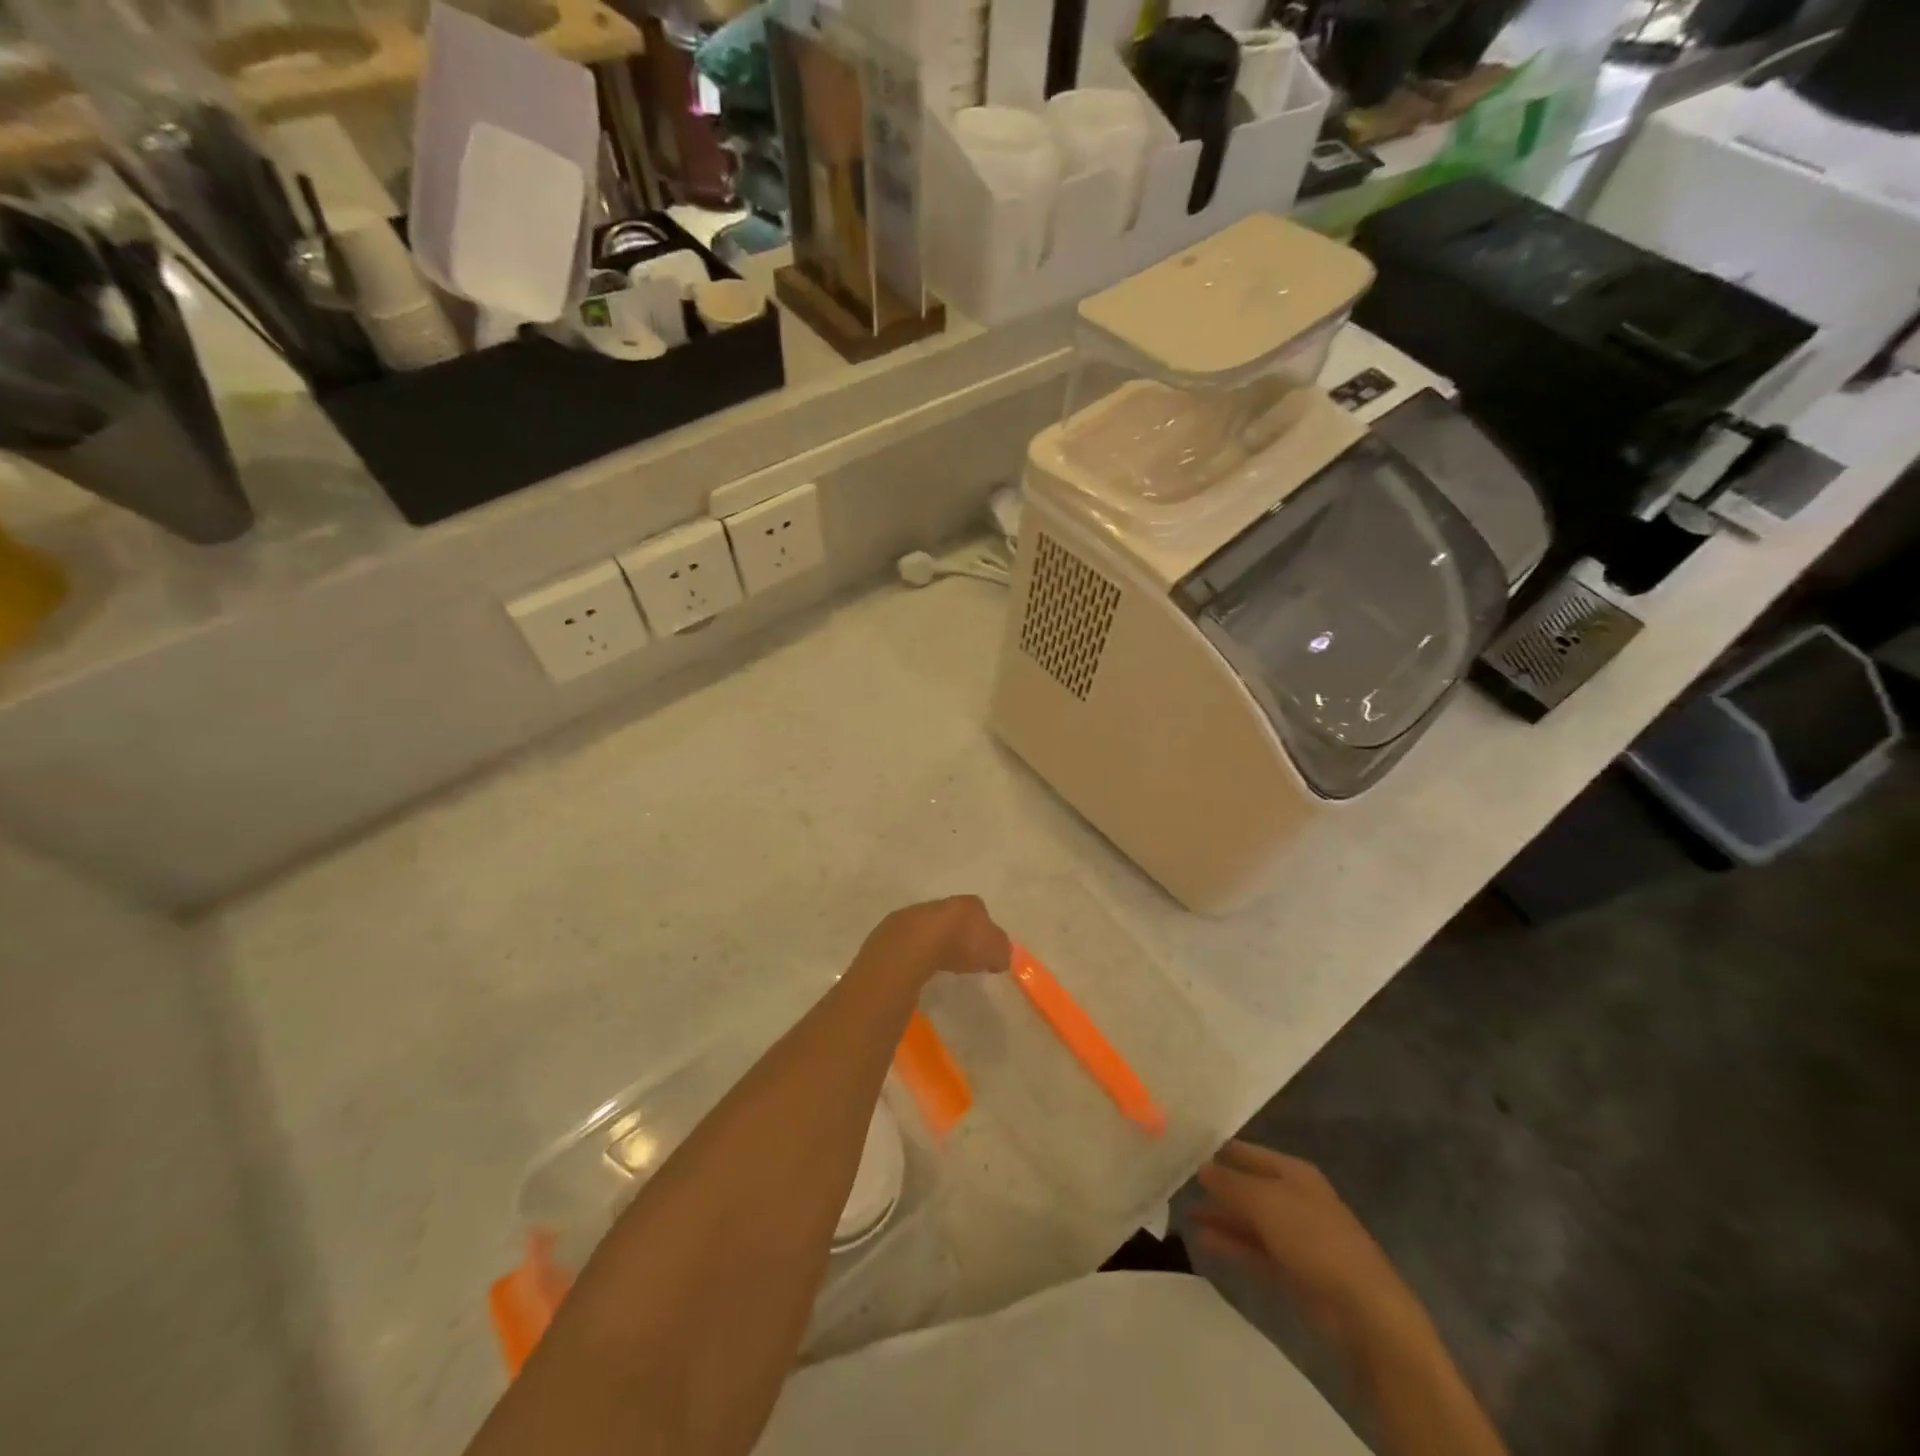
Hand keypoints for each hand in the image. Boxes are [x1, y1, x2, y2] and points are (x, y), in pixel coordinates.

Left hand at [855, 896, 1009, 986]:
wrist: (915, 944)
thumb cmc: (962, 943)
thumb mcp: (996, 951)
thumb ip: (1002, 951)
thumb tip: (1000, 956)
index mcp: (968, 904)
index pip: (979, 911)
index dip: (984, 929)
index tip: (985, 949)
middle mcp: (941, 903)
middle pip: (952, 918)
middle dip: (957, 934)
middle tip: (963, 957)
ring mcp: (915, 915)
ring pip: (929, 928)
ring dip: (935, 943)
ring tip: (941, 965)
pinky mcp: (894, 932)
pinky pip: (911, 943)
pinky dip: (917, 953)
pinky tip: (920, 969)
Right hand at [1191, 1142, 1429, 1360]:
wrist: (1362, 1307)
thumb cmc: (1313, 1237)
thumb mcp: (1265, 1201)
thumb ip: (1229, 1183)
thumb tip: (1202, 1167)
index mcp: (1293, 1172)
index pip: (1247, 1153)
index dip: (1218, 1150)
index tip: (1184, 1149)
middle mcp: (1292, 1197)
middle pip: (1247, 1185)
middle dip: (1216, 1185)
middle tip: (1176, 1182)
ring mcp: (1293, 1235)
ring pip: (1248, 1219)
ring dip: (1220, 1216)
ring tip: (1184, 1213)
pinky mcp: (1292, 1268)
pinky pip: (1254, 1248)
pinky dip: (1230, 1243)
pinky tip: (1203, 1239)